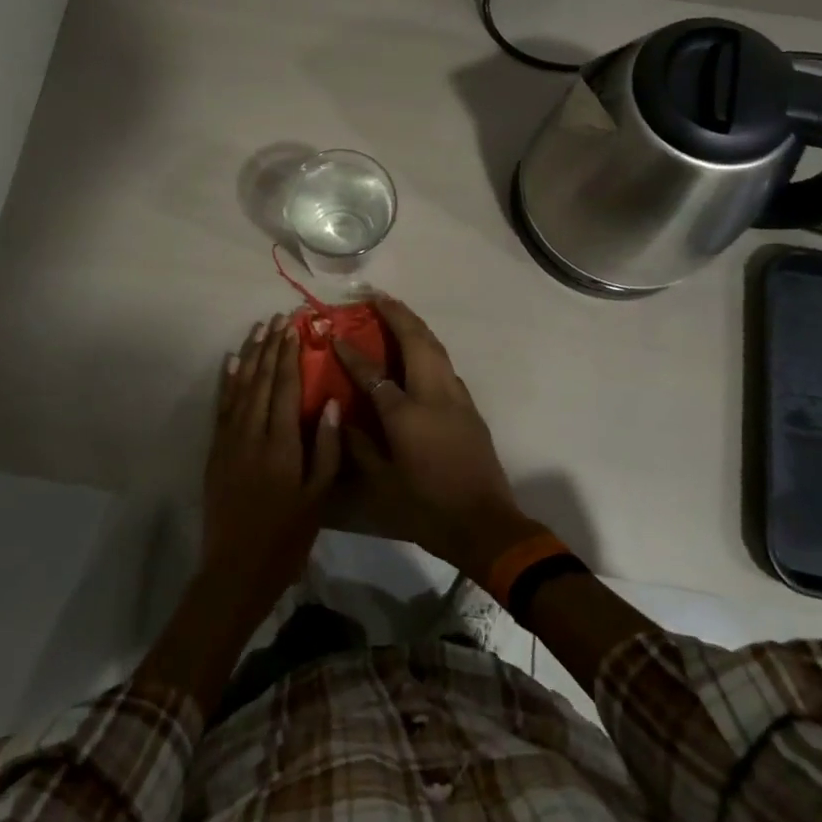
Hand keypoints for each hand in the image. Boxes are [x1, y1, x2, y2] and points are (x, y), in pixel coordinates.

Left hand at [200, 313, 342, 624]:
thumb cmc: (286, 535)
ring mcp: (229, 439)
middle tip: (280, 318)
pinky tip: (232, 361)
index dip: (291, 354)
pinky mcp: (215, 450)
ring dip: (251, 355)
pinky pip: (222, 406)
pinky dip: (228, 381)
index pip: (287, 387)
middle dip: (272, 346)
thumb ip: (327, 449)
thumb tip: (331, 402)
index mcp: (282, 443)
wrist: (236, 568)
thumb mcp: (318, 497)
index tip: (295, 327)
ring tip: (259, 328)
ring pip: (241, 386)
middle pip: (263, 379)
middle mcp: (252, 433)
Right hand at [332, 296, 542, 577]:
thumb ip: (359, 447)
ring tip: (397, 312)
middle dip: (397, 315)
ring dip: (416, 326)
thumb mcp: (382, 485)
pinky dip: (429, 347)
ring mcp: (456, 398)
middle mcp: (434, 395)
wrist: (485, 525)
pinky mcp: (469, 408)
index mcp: (407, 414)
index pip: (374, 374)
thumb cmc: (427, 508)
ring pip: (436, 348)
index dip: (352, 353)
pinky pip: (445, 365)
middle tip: (377, 296)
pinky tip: (419, 351)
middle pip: (417, 341)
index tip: (336, 334)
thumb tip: (342, 418)